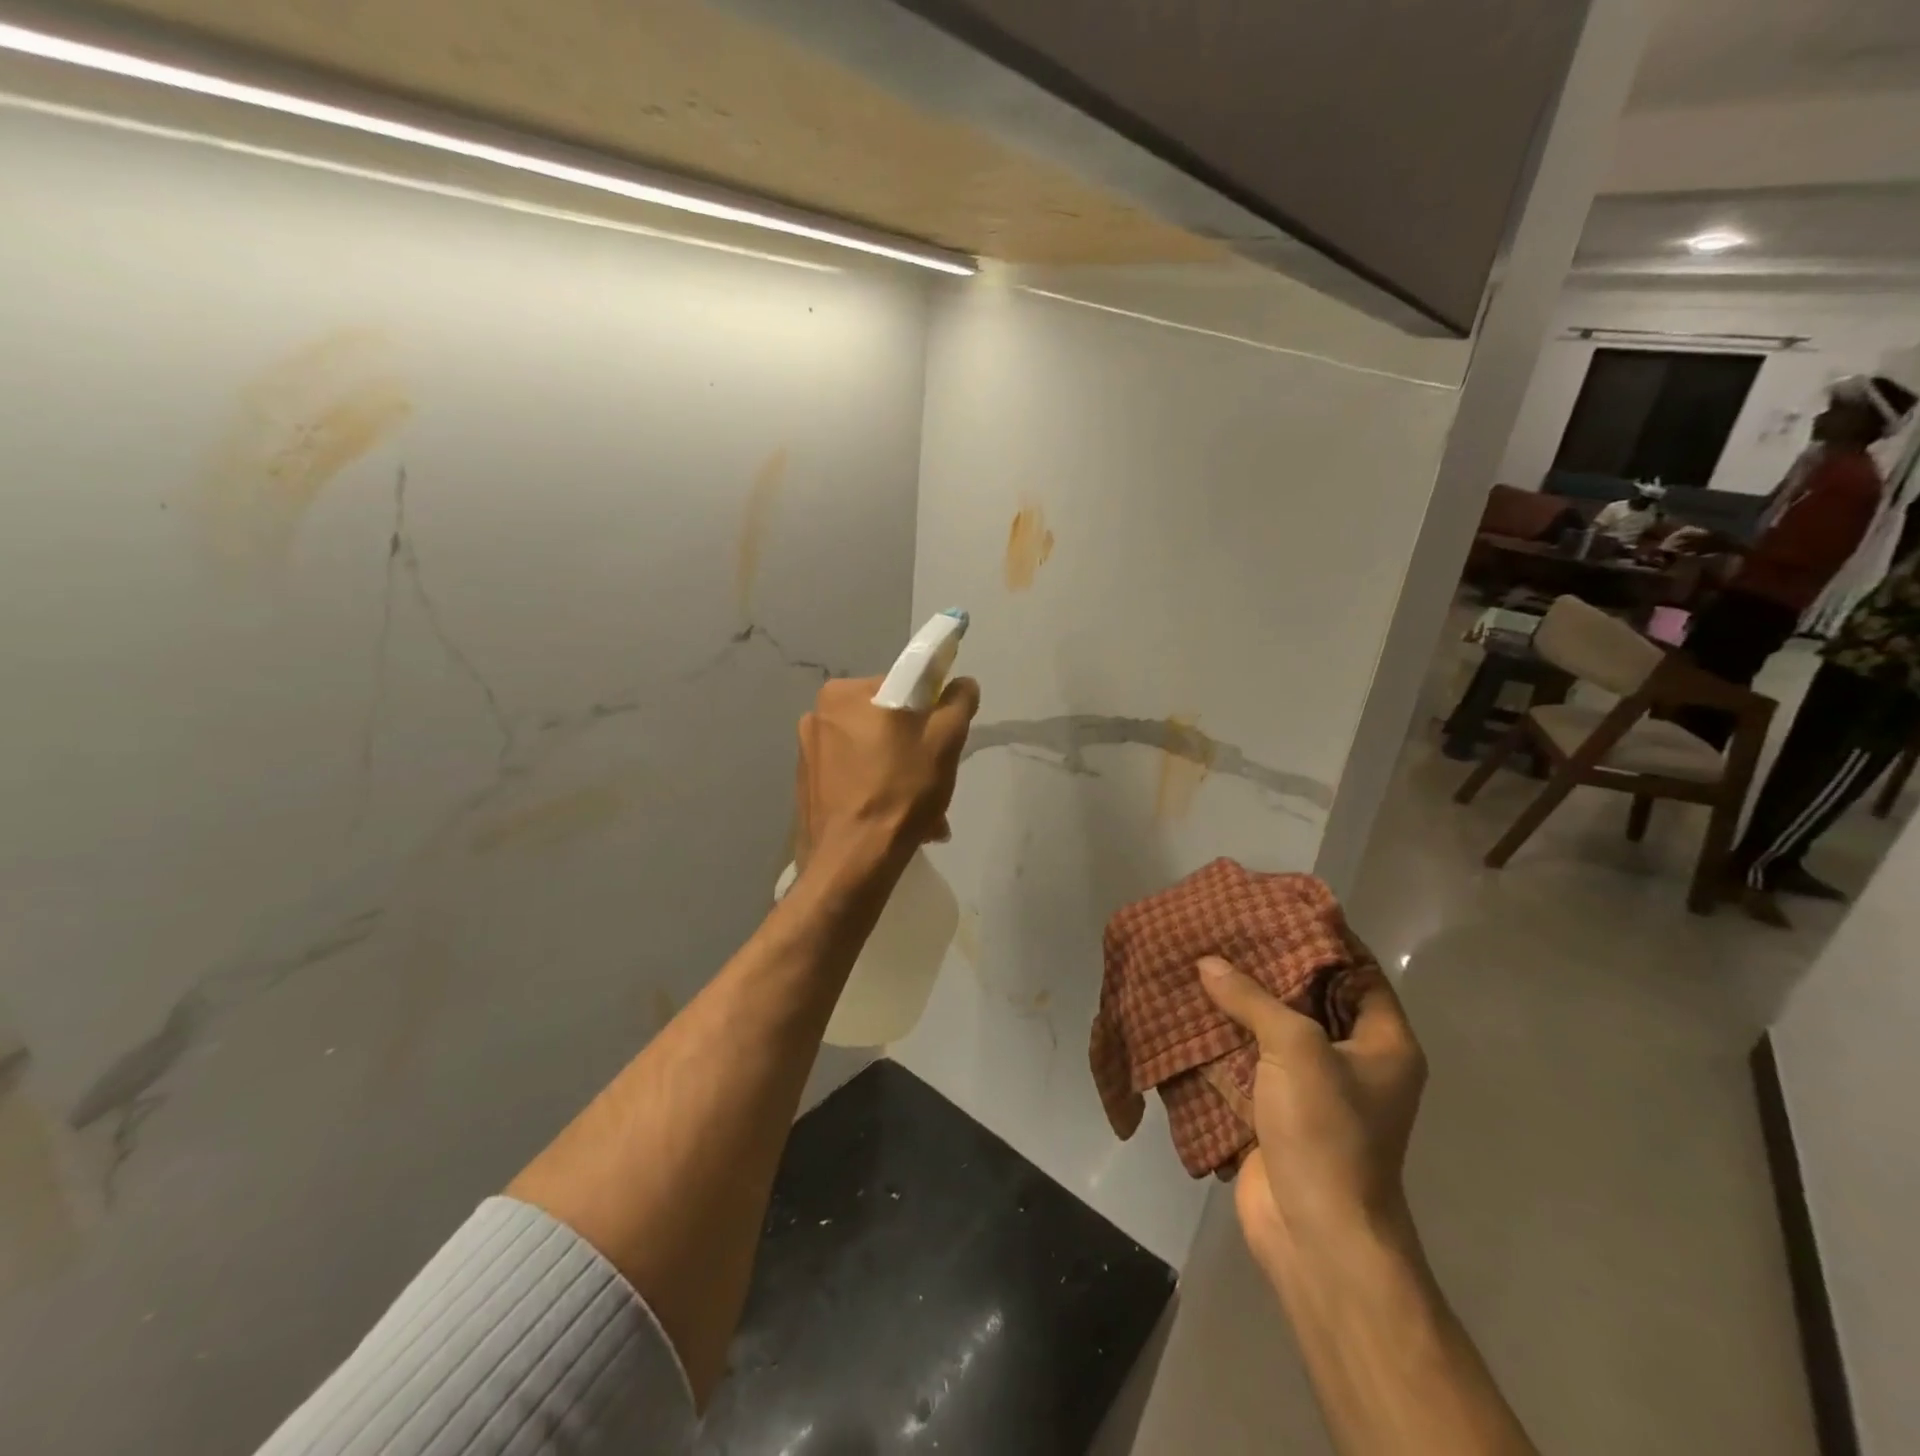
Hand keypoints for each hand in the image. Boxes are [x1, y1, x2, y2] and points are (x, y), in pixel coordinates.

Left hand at [793, 675, 979, 874]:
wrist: (851, 863)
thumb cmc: (899, 791)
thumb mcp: (944, 740)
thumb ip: (957, 702)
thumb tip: (962, 683)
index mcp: (844, 694)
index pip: (901, 687)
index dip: (930, 712)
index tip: (942, 742)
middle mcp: (818, 716)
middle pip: (886, 724)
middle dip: (915, 752)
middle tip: (936, 783)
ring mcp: (808, 755)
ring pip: (872, 755)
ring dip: (901, 778)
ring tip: (925, 817)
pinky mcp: (807, 788)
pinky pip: (854, 779)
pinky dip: (878, 793)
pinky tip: (898, 824)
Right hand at [1198, 956, 1426, 1278]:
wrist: (1316, 1234)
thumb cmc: (1328, 1132)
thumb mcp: (1295, 1048)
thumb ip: (1251, 998)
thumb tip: (1207, 963)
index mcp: (1382, 1042)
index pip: (1358, 971)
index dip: (1323, 937)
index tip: (1279, 907)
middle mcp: (1352, 1061)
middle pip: (1310, 997)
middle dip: (1270, 966)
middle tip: (1229, 929)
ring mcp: (1313, 1089)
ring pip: (1273, 1030)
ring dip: (1239, 1003)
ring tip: (1200, 960)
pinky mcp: (1276, 1112)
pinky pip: (1248, 1062)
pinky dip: (1221, 1041)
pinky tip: (1188, 1012)